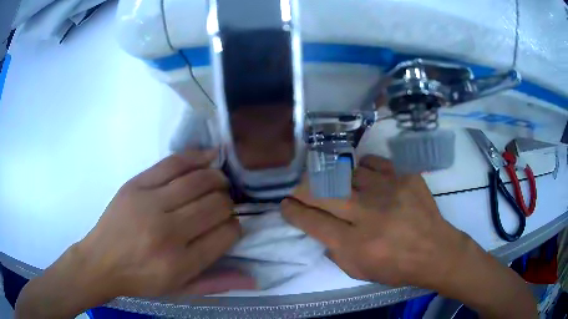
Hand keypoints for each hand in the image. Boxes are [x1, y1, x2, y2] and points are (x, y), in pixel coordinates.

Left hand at [78, 149, 254, 297]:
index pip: (225, 234)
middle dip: (228, 203)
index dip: (235, 227)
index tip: (231, 226)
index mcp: (181, 263)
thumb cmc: (142, 279)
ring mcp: (150, 203)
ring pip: (198, 181)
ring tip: (220, 182)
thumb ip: (217, 283)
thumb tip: (255, 279)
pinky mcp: (136, 184)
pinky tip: (210, 156)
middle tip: (224, 205)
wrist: (101, 262)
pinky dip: (196, 157)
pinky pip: (173, 163)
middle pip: (215, 205)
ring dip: (217, 179)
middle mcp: (168, 232)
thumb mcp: (180, 290)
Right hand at [281, 155, 468, 288]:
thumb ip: (334, 251)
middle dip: (302, 189)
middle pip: (322, 192)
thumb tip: (320, 228)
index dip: (293, 211)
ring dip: (333, 179)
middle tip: (299, 190)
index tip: (285, 205)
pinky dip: (362, 168)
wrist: (435, 251)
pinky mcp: (404, 177)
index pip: (312, 221)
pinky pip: (373, 163)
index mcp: (355, 243)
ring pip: (346, 173)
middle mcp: (368, 214)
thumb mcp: (359, 271)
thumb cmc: (396, 267)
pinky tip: (363, 176)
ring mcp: (388, 191)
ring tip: (335, 185)